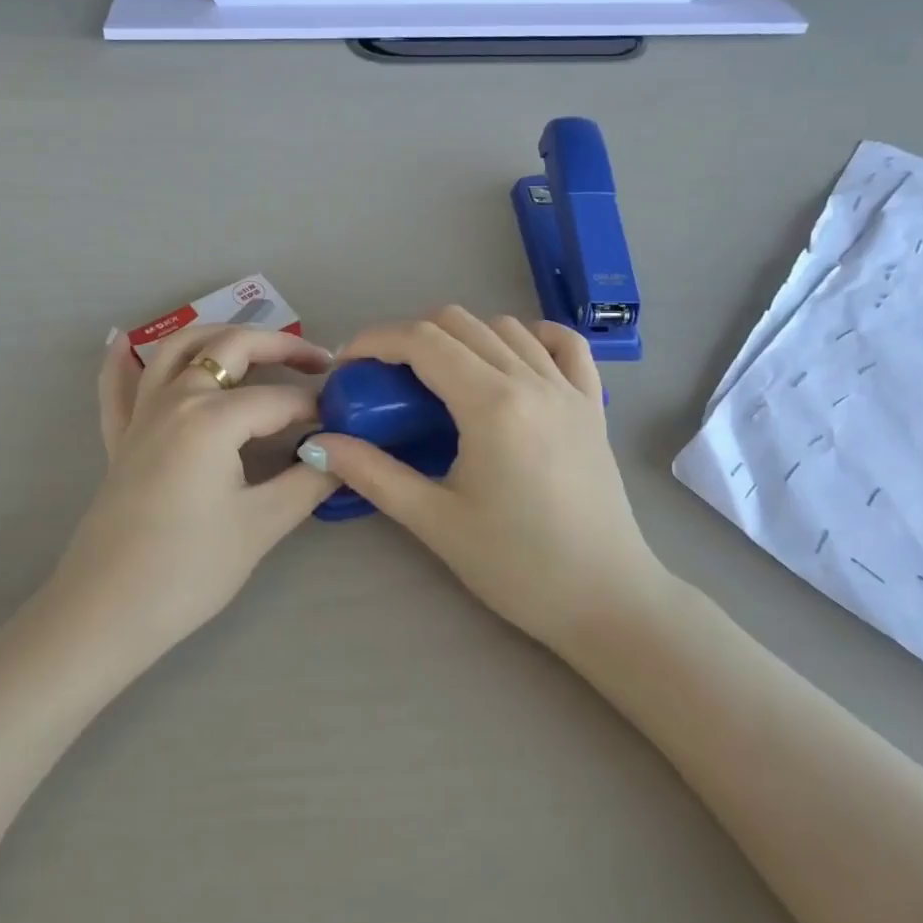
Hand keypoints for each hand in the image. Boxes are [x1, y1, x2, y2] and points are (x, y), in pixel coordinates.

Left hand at [49, 325, 337, 662]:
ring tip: (254, 345)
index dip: (318, 408)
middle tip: (319, 362)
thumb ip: (309, 480)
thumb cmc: (189, 568)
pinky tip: (123, 342)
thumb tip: (344, 453)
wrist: (106, 612)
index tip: (346, 422)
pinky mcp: (120, 437)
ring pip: (178, 348)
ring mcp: (142, 414)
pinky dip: (121, 359)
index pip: (280, 399)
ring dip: (219, 336)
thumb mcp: (261, 524)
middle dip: (282, 346)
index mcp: (212, 416)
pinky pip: (118, 386)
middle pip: (233, 347)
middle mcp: (176, 397)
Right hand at [302, 307, 658, 648]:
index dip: (376, 341)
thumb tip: (316, 444)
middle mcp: (531, 380)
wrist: (605, 600)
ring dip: (462, 337)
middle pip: (458, 322)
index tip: (349, 365)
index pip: (422, 341)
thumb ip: (372, 473)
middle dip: (410, 337)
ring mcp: (568, 388)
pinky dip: (530, 337)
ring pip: (505, 326)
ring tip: (440, 377)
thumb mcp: (434, 520)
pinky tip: (510, 360)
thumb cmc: (516, 566)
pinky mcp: (593, 404)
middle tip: (386, 379)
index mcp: (491, 404)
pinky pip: (564, 344)